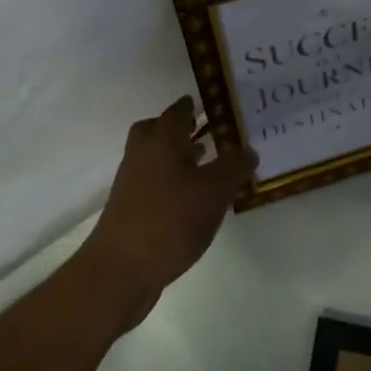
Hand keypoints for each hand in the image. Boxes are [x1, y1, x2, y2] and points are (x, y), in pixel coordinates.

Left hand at [81, 97, 254, 324]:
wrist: (122, 269)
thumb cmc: (170, 219)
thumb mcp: (214, 191)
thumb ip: (233, 167)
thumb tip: (248, 150)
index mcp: (161, 141)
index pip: (177, 111)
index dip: (193, 105)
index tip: (211, 102)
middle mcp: (142, 155)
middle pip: (156, 131)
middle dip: (179, 129)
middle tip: (205, 131)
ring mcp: (132, 184)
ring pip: (155, 159)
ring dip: (178, 157)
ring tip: (207, 164)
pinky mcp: (131, 210)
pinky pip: (155, 184)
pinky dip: (174, 182)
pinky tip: (194, 200)